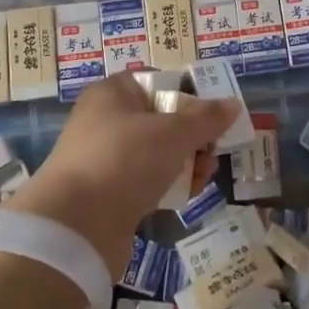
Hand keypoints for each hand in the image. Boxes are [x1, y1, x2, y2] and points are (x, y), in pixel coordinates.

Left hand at [22, 74, 236, 275]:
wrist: (75, 226)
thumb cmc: (125, 160)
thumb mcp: (173, 133)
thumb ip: (207, 118)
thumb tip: (233, 104)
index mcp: (114, 93)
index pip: (159, 82)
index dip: (190, 94)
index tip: (216, 114)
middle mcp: (106, 120)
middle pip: (162, 119)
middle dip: (194, 136)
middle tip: (214, 151)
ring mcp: (106, 158)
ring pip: (157, 152)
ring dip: (186, 162)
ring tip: (204, 177)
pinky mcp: (108, 192)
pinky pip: (147, 180)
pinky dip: (169, 185)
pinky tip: (187, 196)